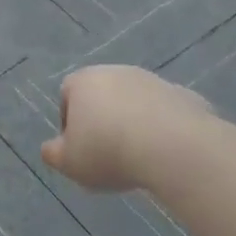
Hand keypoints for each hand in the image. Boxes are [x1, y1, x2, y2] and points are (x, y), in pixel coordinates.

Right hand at [40, 65, 212, 191]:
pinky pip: (166, 114)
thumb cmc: (108, 152)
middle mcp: (116, 72)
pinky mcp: (184, 96)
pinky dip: (163, 129)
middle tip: (108, 154)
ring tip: (139, 157)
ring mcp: (153, 81)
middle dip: (103, 121)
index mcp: (83, 81)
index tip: (80, 148)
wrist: (174, 148)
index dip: (70, 123)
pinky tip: (166, 154)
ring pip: (135, 103)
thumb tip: (51, 149)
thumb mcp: (68, 162)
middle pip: (102, 96)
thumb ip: (53, 154)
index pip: (67, 95)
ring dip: (134, 123)